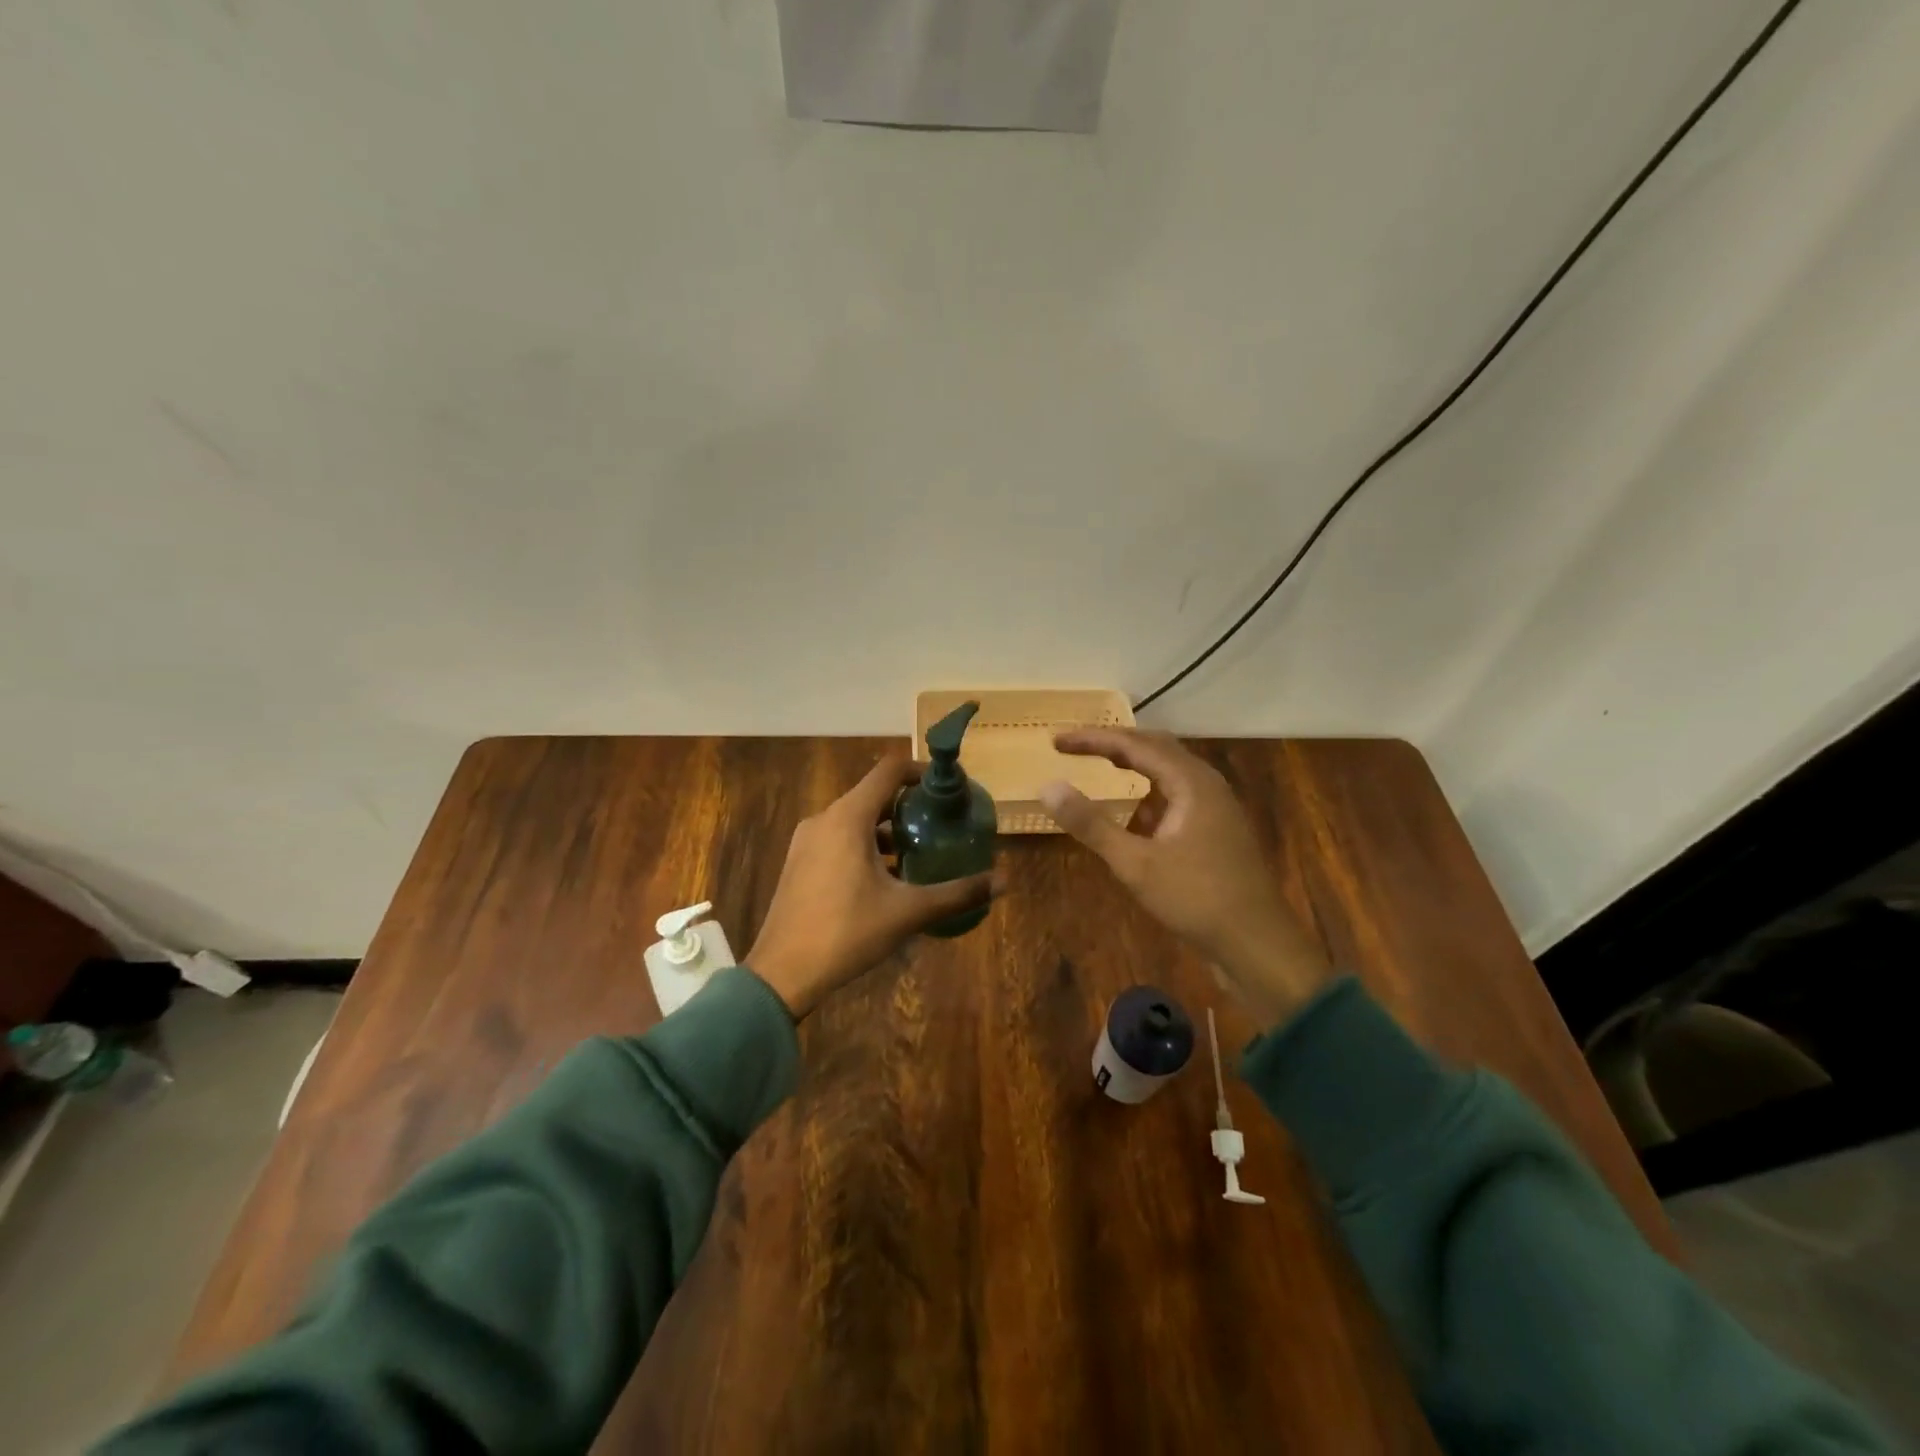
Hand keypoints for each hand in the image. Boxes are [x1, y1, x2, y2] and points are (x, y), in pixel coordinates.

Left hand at [747, 756, 999, 1019]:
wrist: (782, 973)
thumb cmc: (846, 933)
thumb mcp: (908, 912)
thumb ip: (957, 893)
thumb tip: (1004, 881)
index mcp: (848, 818)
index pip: (889, 771)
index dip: (921, 772)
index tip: (948, 789)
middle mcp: (825, 818)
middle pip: (873, 794)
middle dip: (909, 805)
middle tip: (941, 823)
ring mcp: (807, 840)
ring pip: (855, 818)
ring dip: (887, 828)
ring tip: (919, 851)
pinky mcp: (800, 862)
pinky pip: (839, 838)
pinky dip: (865, 844)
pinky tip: (886, 876)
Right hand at [1039, 728, 1332, 1026]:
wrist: (1258, 945)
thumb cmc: (1196, 899)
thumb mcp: (1135, 863)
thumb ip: (1090, 823)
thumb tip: (1048, 787)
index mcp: (1191, 782)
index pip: (1134, 744)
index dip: (1092, 739)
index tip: (1056, 741)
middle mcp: (1207, 785)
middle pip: (1155, 749)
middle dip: (1113, 746)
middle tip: (1076, 748)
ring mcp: (1216, 808)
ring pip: (1168, 774)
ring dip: (1133, 770)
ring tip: (1102, 772)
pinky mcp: (1216, 831)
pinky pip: (1176, 798)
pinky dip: (1148, 799)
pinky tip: (1134, 821)